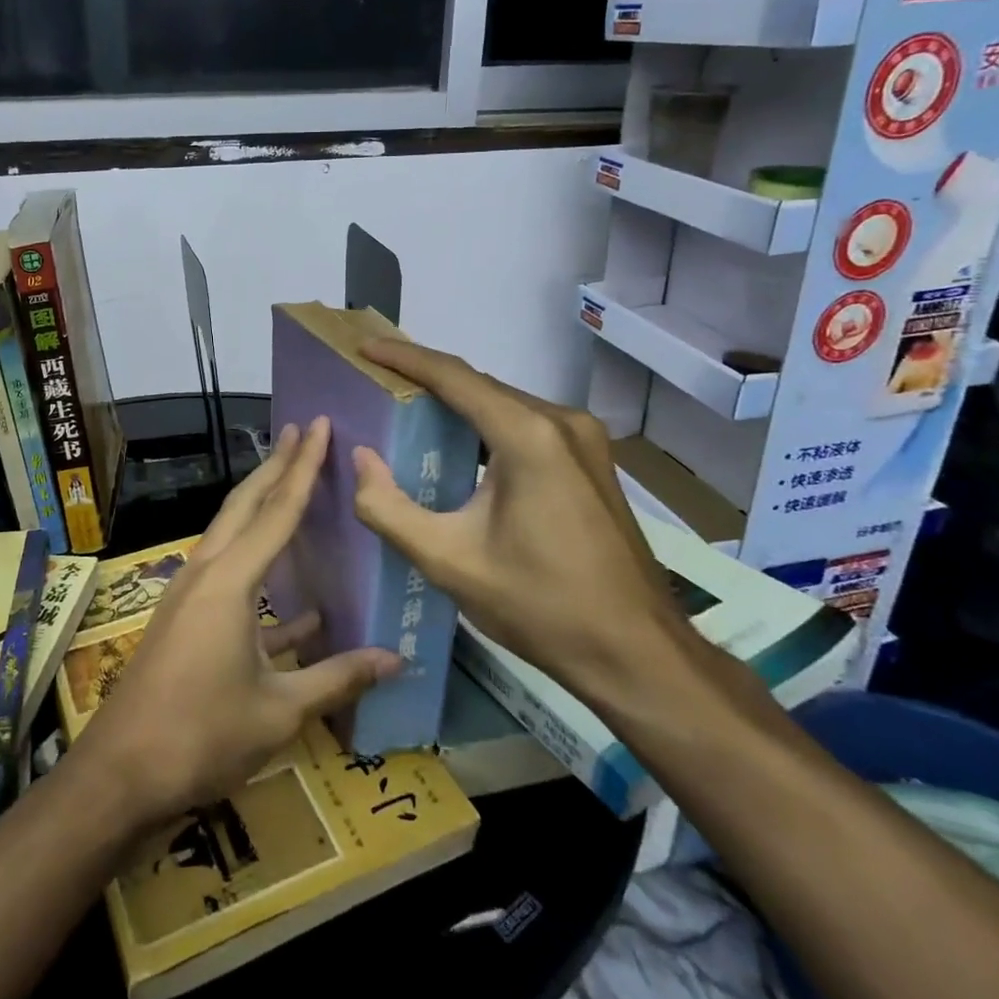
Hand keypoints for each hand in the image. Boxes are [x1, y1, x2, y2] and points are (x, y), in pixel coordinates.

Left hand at [72, 418, 402, 826]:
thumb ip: (338, 678)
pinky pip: (230, 578)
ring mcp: (191, 594)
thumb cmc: (202, 736)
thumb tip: (397, 660)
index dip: (304, 465)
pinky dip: (262, 576)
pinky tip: (302, 604)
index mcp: (231, 580)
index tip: (318, 424)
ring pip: (234, 534)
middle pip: (246, 505)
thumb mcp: (279, 710)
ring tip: (294, 484)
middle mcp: (207, 572)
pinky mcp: (186, 619)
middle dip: (276, 465)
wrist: (121, 774)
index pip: (278, 509)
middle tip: (302, 430)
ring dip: (264, 507)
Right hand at [349, 339, 686, 705]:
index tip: (365, 346)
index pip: (454, 377)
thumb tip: (361, 459)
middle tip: (377, 379)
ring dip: (457, 403)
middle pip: (481, 386)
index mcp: (529, 436)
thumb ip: (388, 508)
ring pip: (504, 404)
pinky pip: (526, 425)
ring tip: (406, 407)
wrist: (637, 653)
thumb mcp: (448, 561)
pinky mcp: (592, 460)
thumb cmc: (540, 606)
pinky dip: (486, 425)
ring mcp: (584, 439)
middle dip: (427, 379)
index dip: (404, 357)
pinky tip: (458, 443)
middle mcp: (562, 422)